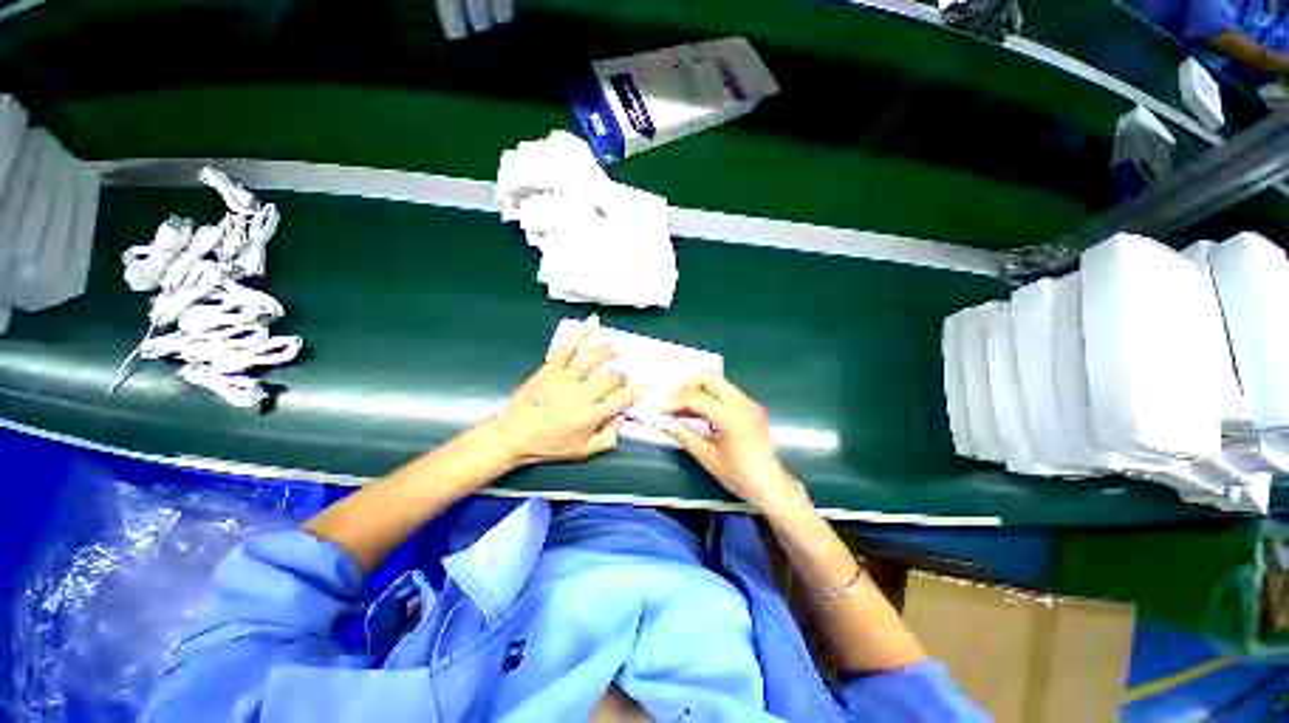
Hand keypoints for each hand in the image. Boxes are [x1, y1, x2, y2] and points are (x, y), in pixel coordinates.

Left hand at [489, 315, 643, 466]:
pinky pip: (567, 348)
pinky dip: (581, 333)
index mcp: (589, 416)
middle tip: (622, 379)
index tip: (645, 386)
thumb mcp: (583, 452)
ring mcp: (564, 379)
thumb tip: (621, 416)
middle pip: (611, 378)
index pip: (621, 398)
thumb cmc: (549, 445)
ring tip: (620, 348)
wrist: (513, 435)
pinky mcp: (550, 368)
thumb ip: (608, 437)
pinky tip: (593, 322)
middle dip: (622, 377)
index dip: (637, 391)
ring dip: (610, 351)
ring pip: (593, 359)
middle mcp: (580, 394)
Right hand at [659, 373, 808, 513]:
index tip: (658, 408)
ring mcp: (749, 402)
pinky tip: (700, 410)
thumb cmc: (738, 475)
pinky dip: (710, 395)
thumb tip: (662, 422)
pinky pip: (727, 392)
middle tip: (671, 399)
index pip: (697, 398)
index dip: (674, 401)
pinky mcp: (752, 406)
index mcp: (731, 417)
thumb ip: (684, 435)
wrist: (771, 485)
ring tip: (681, 404)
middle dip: (687, 385)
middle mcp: (742, 403)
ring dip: (698, 389)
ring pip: (719, 382)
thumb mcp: (707, 457)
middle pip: (710, 379)